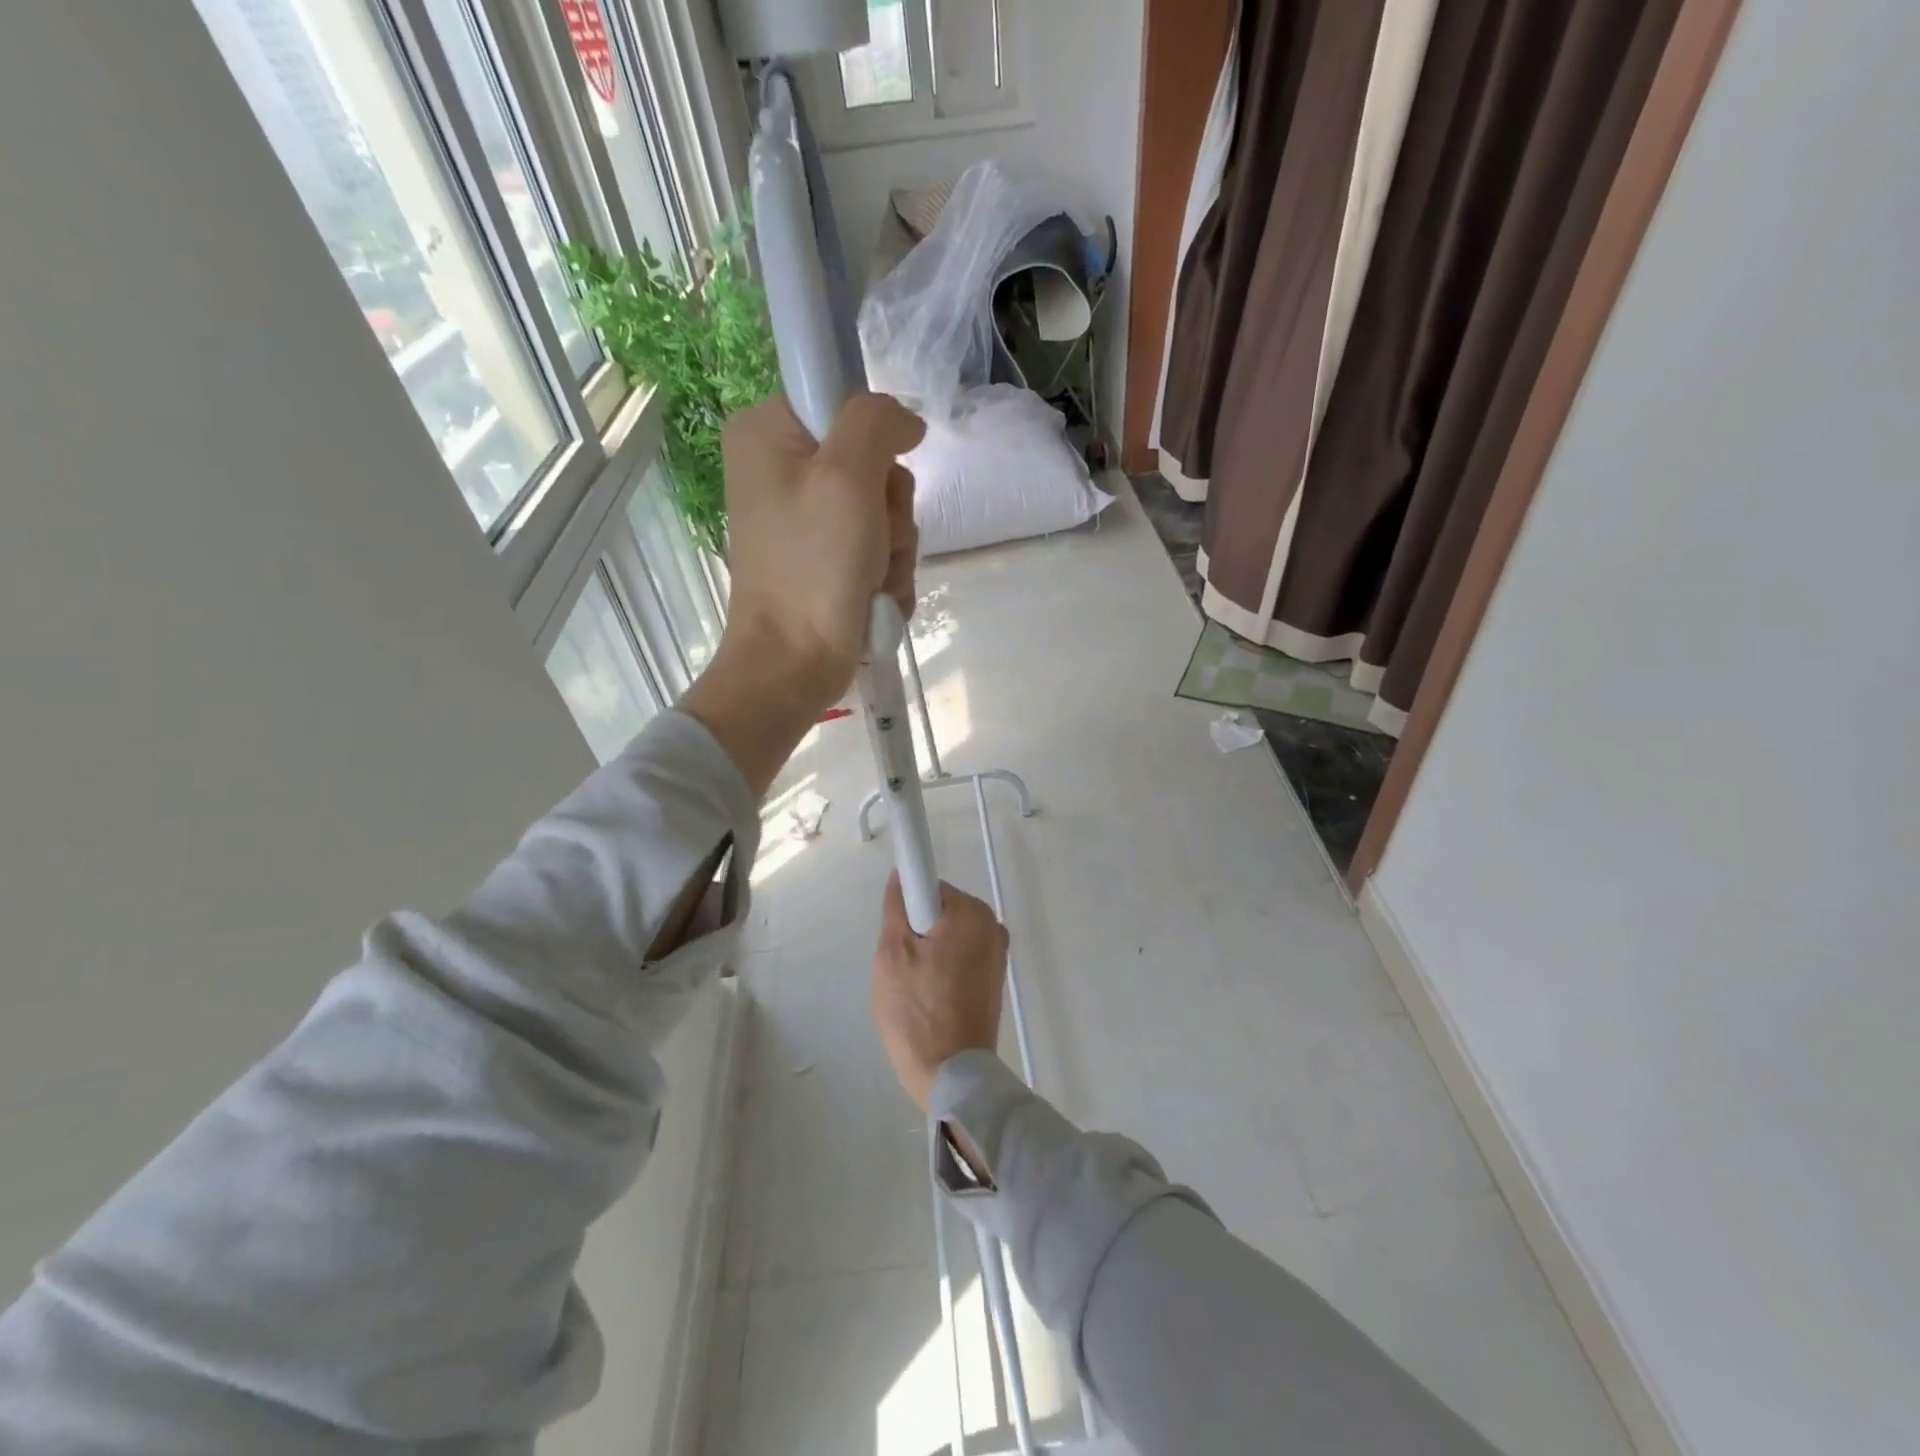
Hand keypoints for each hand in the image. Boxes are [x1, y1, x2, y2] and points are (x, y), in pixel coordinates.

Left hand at [721, 392, 922, 711]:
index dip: (874, 440)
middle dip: (889, 509)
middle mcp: (781, 470)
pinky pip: (877, 548)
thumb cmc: (813, 568)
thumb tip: (906, 421)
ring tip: (870, 579)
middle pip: (872, 462)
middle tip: (873, 541)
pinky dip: (884, 575)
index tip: (874, 480)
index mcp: (767, 434)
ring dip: (893, 549)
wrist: (793, 664)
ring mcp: (804, 519)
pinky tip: (871, 597)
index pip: (843, 400)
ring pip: (883, 511)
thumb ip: (875, 422)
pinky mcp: (824, 559)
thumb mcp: (846, 477)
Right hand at [870, 875, 1006, 1109]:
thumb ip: (896, 907)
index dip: (907, 906)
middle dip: (916, 932)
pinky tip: (931, 998)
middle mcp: (992, 925)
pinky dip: (943, 968)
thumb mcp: (892, 954)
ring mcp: (997, 953)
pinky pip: (960, 956)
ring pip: (947, 935)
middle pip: (939, 911)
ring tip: (916, 988)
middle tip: (903, 968)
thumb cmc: (917, 1012)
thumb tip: (902, 876)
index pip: (928, 887)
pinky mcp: (994, 977)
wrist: (952, 1075)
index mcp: (972, 913)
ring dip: (928, 952)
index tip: (898, 934)